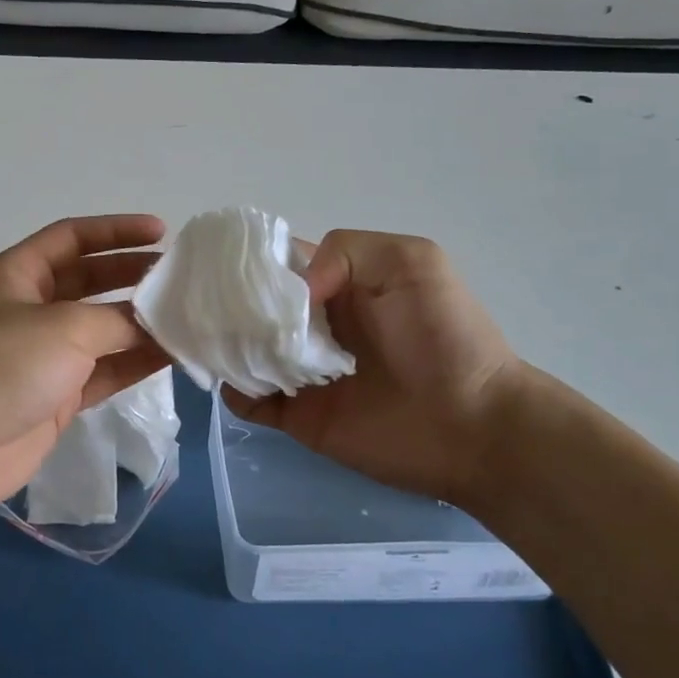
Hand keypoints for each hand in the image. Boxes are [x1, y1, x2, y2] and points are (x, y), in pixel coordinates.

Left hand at [0, 215, 168, 522]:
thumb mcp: (63, 327)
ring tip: (188, 315)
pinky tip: (172, 355)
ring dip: (140, 322)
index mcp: (18, 274)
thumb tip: (154, 325)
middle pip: (90, 280)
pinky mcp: (56, 396)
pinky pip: (104, 371)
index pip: (72, 237)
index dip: (116, 230)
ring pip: (100, 328)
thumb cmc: (1, 366)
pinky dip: (134, 363)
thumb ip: (115, 320)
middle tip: (181, 277)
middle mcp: (30, 308)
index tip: (161, 232)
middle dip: (133, 275)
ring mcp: (43, 355)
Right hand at [223, 231, 526, 507]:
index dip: (248, 262)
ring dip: (224, 346)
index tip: (215, 263)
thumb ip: (345, 252)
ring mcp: (300, 371)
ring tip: (209, 342)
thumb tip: (292, 293)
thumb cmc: (445, 337)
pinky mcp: (298, 416)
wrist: (475, 426)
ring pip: (243, 351)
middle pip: (251, 308)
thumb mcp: (411, 262)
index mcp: (333, 283)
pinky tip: (236, 382)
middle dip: (225, 304)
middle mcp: (309, 324)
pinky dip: (235, 391)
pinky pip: (249, 401)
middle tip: (203, 306)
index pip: (277, 265)